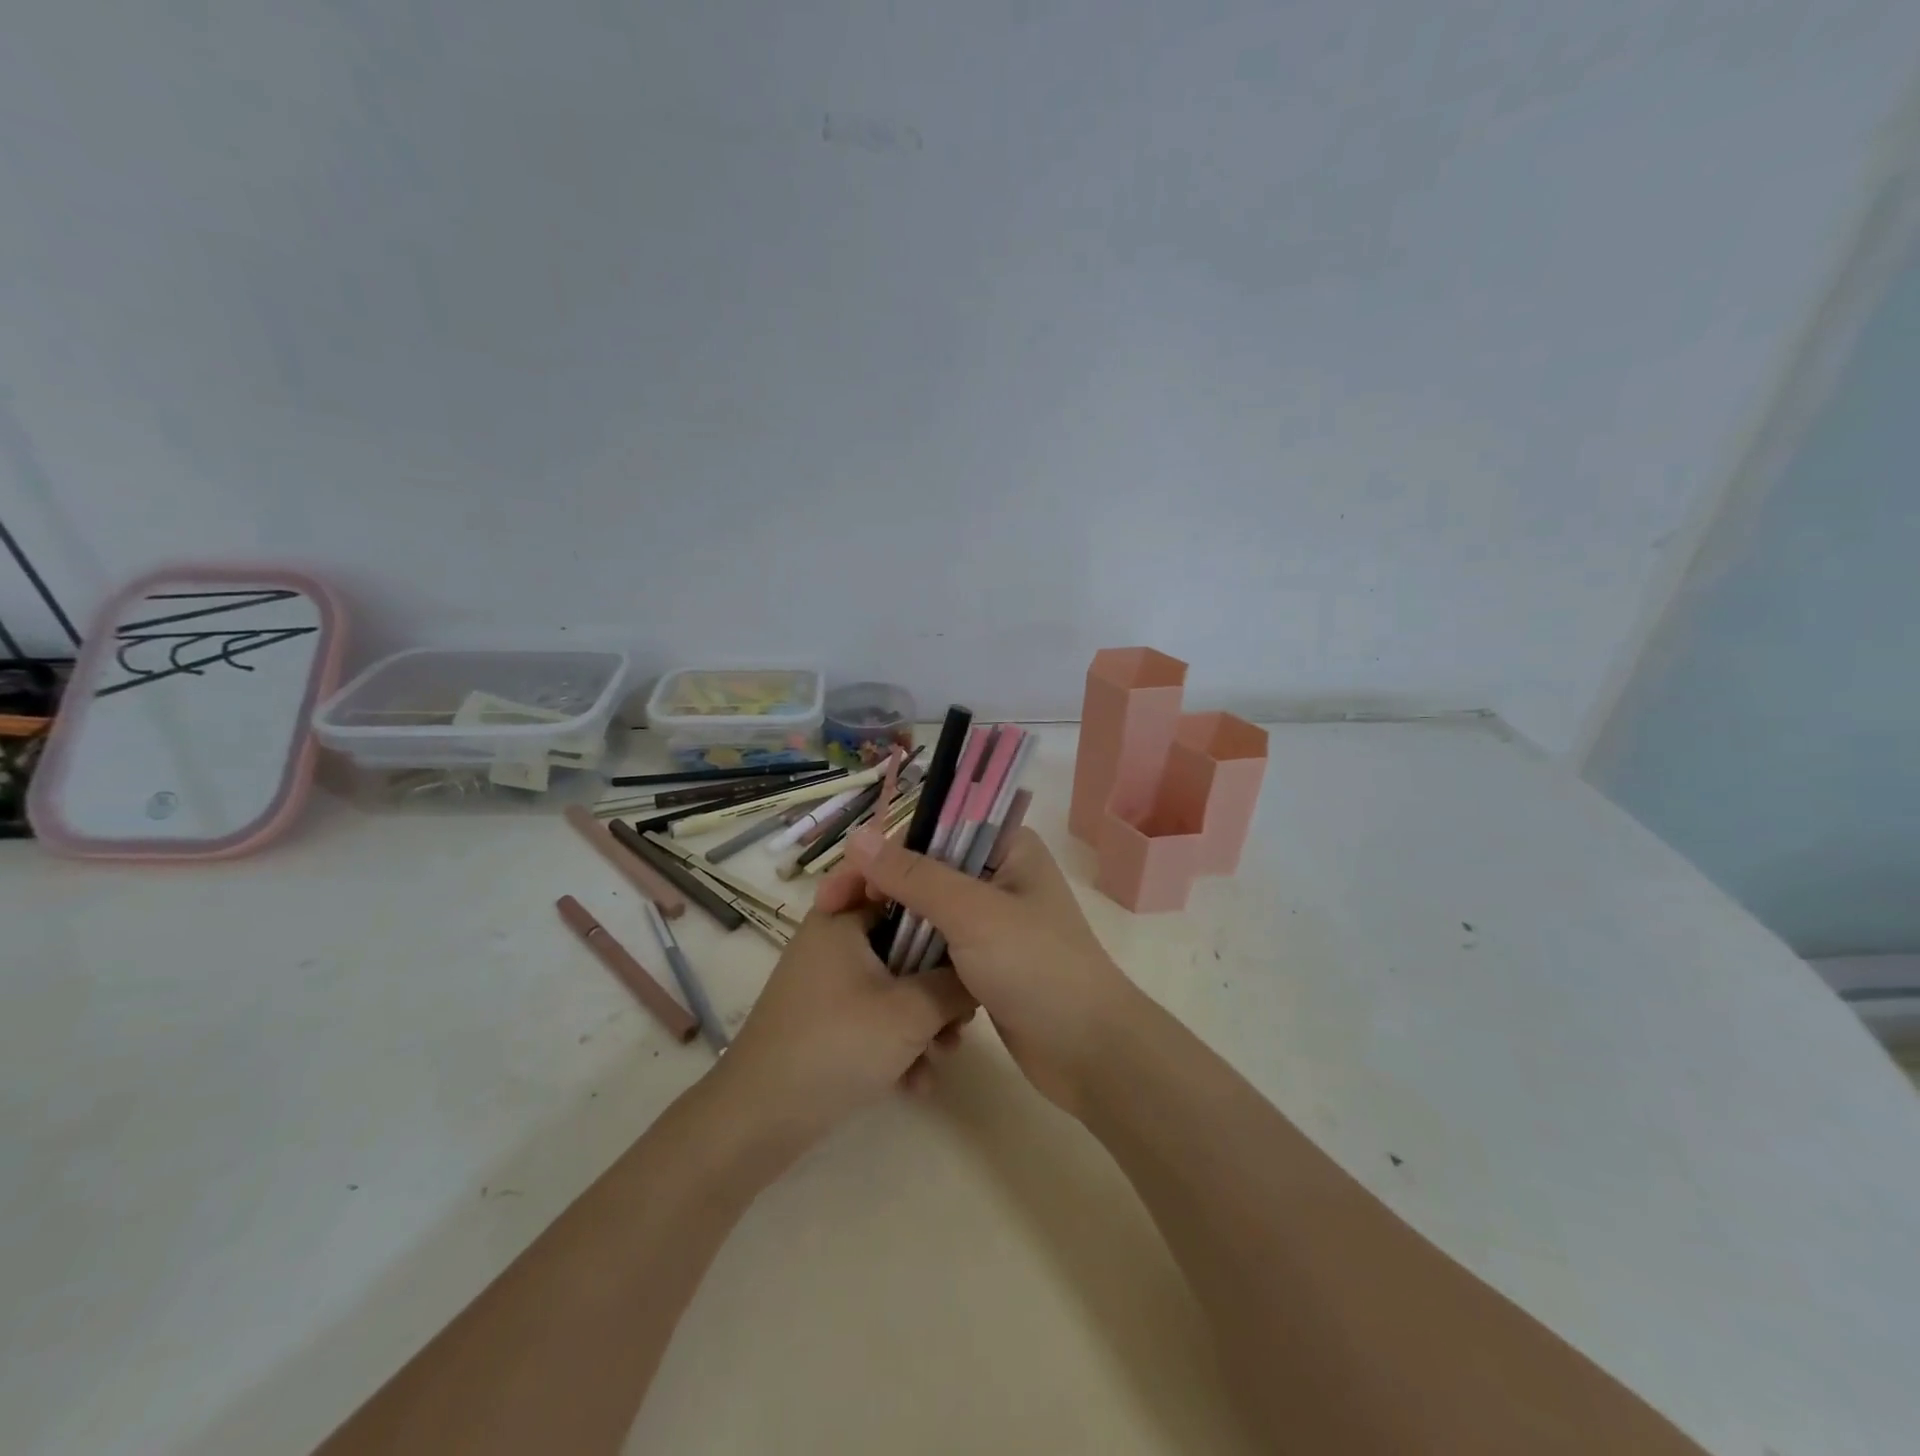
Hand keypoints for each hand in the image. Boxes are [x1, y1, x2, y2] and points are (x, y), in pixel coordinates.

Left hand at [712, 900, 975, 1151]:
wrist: (758, 1121)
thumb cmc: (836, 1045)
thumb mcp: (910, 1012)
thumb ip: (954, 985)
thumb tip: (983, 973)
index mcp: (843, 919)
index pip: (900, 886)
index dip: (940, 904)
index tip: (974, 930)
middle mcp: (833, 942)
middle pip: (903, 943)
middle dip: (938, 982)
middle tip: (965, 1011)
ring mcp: (827, 983)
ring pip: (893, 985)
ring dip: (924, 1020)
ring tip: (945, 1054)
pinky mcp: (826, 1021)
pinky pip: (874, 1016)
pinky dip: (897, 1043)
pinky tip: (917, 1083)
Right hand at [825, 829, 1137, 1116]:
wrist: (1087, 1052)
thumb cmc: (1036, 968)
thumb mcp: (972, 912)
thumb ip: (914, 875)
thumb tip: (857, 837)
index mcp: (1008, 848)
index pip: (934, 829)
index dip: (886, 846)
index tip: (844, 876)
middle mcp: (1000, 876)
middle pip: (926, 870)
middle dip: (882, 890)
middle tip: (831, 911)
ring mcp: (992, 921)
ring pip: (928, 912)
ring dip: (894, 926)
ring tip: (845, 941)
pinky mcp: (984, 961)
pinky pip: (937, 947)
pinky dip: (912, 956)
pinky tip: (879, 969)